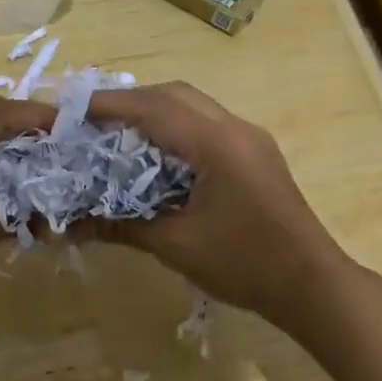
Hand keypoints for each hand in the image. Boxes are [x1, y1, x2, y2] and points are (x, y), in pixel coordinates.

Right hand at [82, 82, 350, 333]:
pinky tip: (157, 155)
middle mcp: (235, 128)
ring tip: (118, 134)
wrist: (312, 285)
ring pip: (194, 106)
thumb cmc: (244, 264)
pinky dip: (177, 128)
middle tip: (93, 121)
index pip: (154, 108)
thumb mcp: (176, 245)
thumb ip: (121, 226)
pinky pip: (208, 124)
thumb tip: (68, 226)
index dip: (110, 105)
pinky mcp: (257, 153)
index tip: (72, 110)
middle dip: (131, 101)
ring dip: (155, 112)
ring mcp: (251, 138)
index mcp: (216, 144)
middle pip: (175, 95)